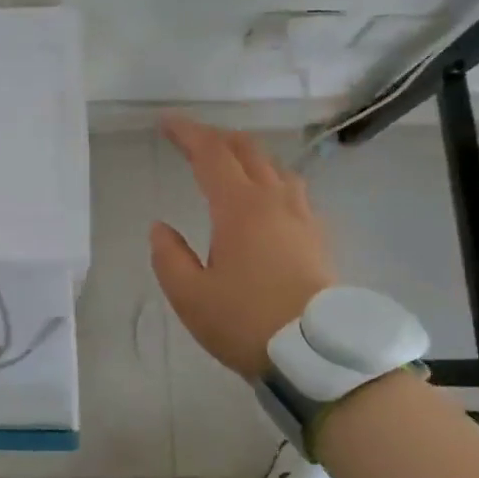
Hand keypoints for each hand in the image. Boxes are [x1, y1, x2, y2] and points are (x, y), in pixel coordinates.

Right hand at [150, 113, 335, 377]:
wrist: (318, 355)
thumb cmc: (246, 322)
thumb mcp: (189, 296)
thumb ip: (169, 257)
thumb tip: (160, 228)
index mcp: (239, 208)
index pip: (211, 154)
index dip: (187, 133)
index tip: (166, 122)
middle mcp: (274, 201)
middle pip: (246, 150)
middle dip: (216, 137)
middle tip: (190, 139)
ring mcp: (301, 217)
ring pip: (275, 166)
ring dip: (246, 154)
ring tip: (227, 162)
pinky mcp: (317, 236)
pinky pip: (292, 189)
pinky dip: (269, 177)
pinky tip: (266, 197)